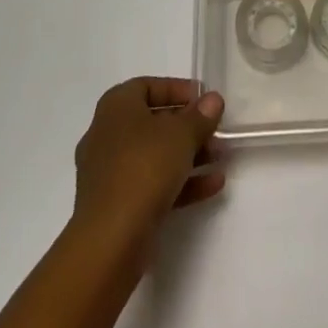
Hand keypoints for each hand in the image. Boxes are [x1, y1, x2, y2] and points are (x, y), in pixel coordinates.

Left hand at [72, 77, 224, 256]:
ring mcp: (108, 173)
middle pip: (153, 122)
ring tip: (220, 158)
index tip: (204, 100)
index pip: (148, 86)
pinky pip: (151, 184)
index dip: (178, 90)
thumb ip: (200, 116)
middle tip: (216, 132)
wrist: (109, 241)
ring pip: (154, 156)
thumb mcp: (181, 135)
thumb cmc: (144, 168)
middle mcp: (107, 135)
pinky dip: (180, 182)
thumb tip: (213, 100)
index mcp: (116, 107)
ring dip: (189, 155)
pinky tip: (212, 185)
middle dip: (189, 127)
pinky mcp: (115, 206)